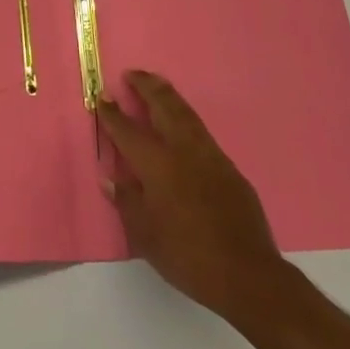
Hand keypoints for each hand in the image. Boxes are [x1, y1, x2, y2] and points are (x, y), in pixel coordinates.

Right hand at [98, 70, 288, 322]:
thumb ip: (128, 202)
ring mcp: (211, 156)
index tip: (102, 97)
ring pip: (187, 114)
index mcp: (158, 165)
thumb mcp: (145, 236)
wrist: (247, 274)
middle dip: (146, 87)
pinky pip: (203, 134)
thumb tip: (112, 179)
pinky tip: (183, 128)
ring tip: (157, 86)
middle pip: (164, 107)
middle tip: (132, 74)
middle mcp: (184, 151)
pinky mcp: (230, 169)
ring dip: (169, 96)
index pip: (128, 131)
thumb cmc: (187, 256)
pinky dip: (187, 120)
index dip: (113, 114)